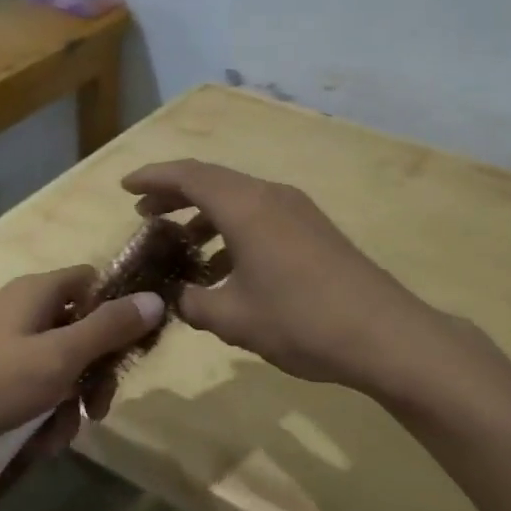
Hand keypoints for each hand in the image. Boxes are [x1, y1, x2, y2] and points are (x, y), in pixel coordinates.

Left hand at [0, 267, 164, 464]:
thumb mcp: (60, 357)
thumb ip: (109, 328)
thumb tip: (155, 298)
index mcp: (38, 292)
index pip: (93, 282)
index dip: (118, 310)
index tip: (132, 349)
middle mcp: (20, 310)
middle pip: (78, 331)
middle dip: (92, 375)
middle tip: (97, 409)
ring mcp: (0, 344)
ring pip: (55, 368)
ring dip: (65, 405)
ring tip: (54, 439)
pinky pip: (27, 389)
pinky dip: (37, 415)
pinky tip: (32, 445)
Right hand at [122, 159, 441, 389]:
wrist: (385, 334)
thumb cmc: (300, 320)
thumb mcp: (234, 318)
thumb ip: (195, 303)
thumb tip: (180, 297)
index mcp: (245, 206)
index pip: (188, 175)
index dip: (153, 178)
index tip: (125, 187)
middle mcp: (270, 196)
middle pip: (212, 182)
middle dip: (175, 195)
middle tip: (145, 215)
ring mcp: (296, 211)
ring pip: (238, 200)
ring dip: (205, 216)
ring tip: (180, 245)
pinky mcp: (313, 230)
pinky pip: (260, 216)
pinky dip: (232, 230)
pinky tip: (225, 268)